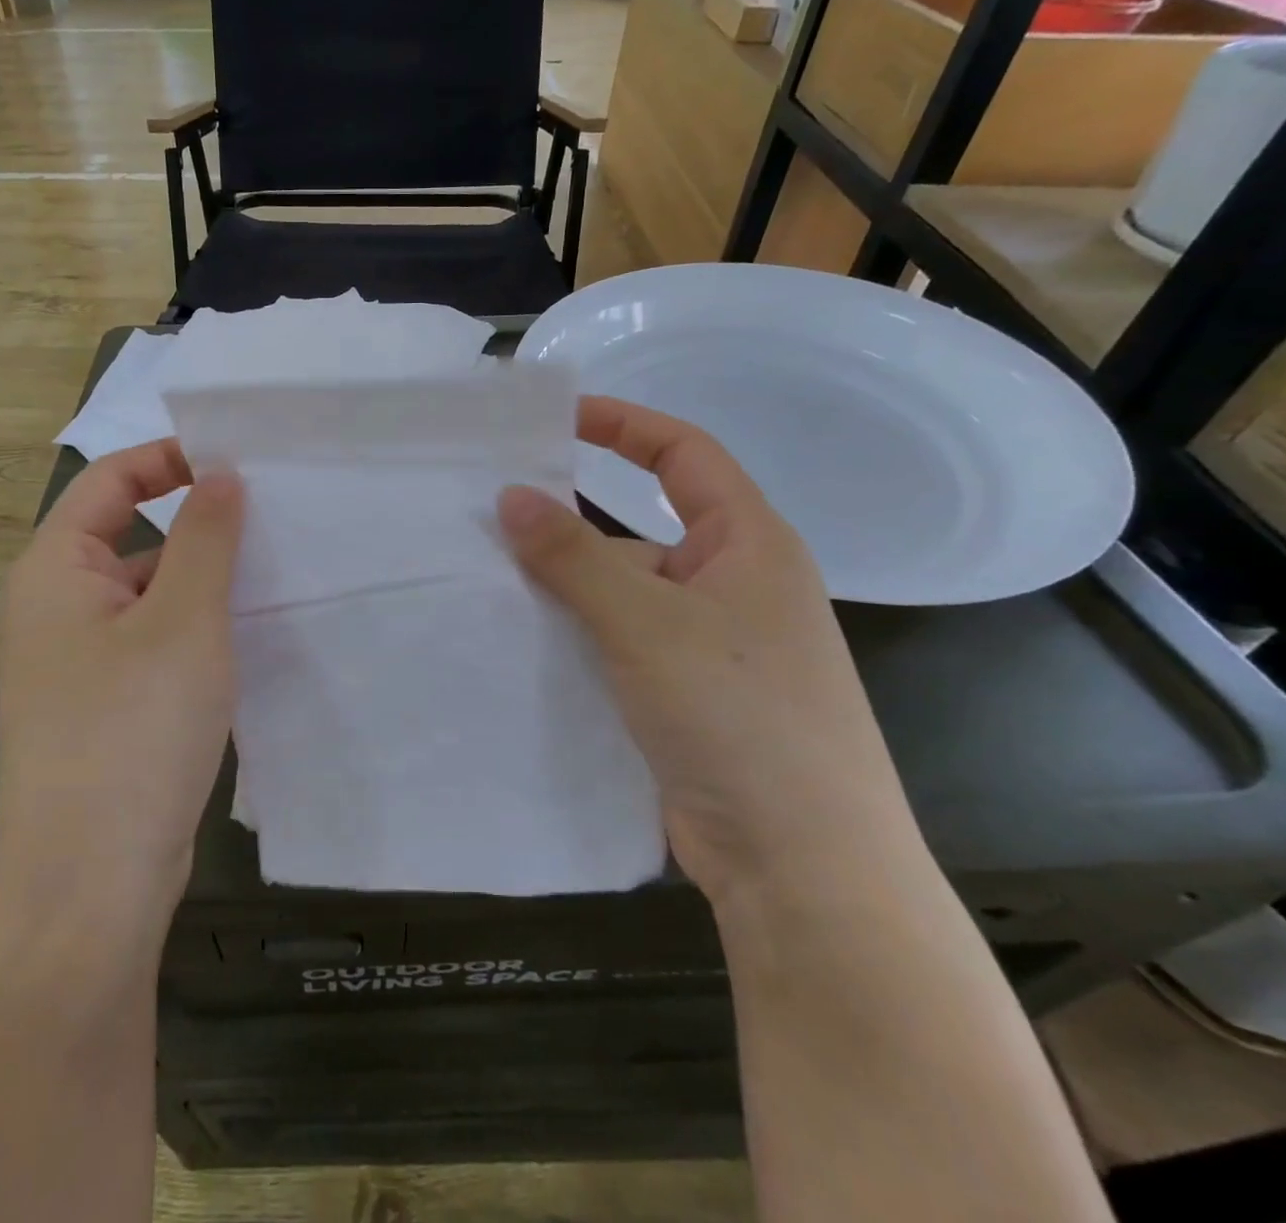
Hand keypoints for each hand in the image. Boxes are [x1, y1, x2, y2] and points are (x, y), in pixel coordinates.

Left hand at [0, 439, 243, 928]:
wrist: (90, 886)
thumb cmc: (133, 730)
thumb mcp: (184, 620)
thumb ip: (205, 538)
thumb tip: (221, 474)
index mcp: (55, 571)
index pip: (109, 481)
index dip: (170, 459)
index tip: (237, 461)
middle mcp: (54, 609)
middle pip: (127, 536)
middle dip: (195, 525)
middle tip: (271, 519)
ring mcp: (76, 664)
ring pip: (145, 595)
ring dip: (199, 583)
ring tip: (270, 575)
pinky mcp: (101, 709)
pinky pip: (150, 644)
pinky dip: (192, 631)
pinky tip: (242, 641)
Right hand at [498, 396, 915, 903]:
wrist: (801, 866)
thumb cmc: (740, 717)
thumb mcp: (647, 623)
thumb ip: (574, 557)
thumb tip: (511, 495)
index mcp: (747, 544)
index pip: (683, 454)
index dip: (623, 425)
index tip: (555, 420)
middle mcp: (728, 585)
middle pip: (636, 530)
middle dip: (569, 524)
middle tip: (490, 516)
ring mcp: (704, 646)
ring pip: (619, 594)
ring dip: (562, 589)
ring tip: (483, 580)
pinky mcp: (680, 695)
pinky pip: (615, 644)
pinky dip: (572, 636)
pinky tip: (517, 641)